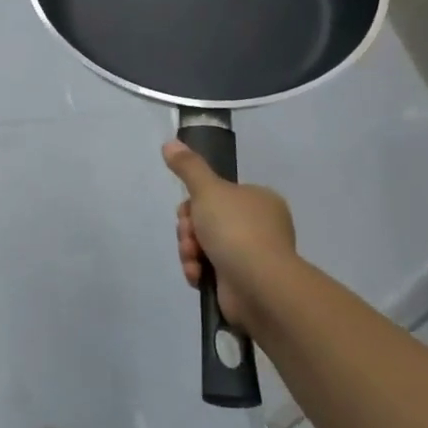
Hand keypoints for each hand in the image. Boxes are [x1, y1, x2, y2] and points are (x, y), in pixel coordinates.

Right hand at [163, 141, 296, 333]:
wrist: (258, 284)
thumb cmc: (236, 229)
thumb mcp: (208, 189)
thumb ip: (188, 166)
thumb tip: (169, 142)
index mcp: (258, 200)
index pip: (215, 195)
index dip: (193, 203)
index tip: (187, 210)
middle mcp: (258, 225)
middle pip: (205, 220)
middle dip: (189, 230)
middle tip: (190, 236)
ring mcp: (251, 255)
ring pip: (203, 245)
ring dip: (189, 251)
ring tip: (193, 260)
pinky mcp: (241, 281)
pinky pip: (209, 269)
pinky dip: (198, 271)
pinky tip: (197, 275)